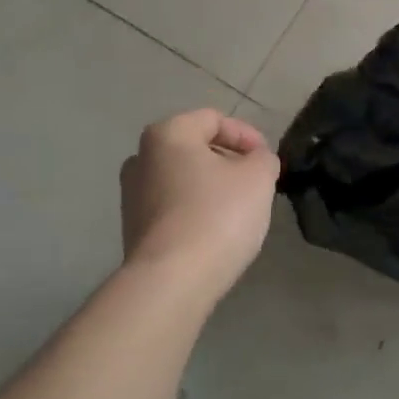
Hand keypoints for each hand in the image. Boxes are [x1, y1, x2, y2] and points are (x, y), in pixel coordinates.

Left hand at [120, 109, 279, 302]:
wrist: (172, 280)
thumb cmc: (218, 215)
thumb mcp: (259, 177)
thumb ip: (263, 158)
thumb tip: (255, 161)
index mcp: (167, 134)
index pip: (214, 119)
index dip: (248, 135)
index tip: (267, 161)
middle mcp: (141, 158)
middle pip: (195, 148)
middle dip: (229, 161)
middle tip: (256, 183)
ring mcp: (132, 195)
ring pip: (184, 179)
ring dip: (213, 187)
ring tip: (240, 210)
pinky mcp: (134, 228)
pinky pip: (174, 207)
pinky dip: (197, 210)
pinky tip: (217, 232)